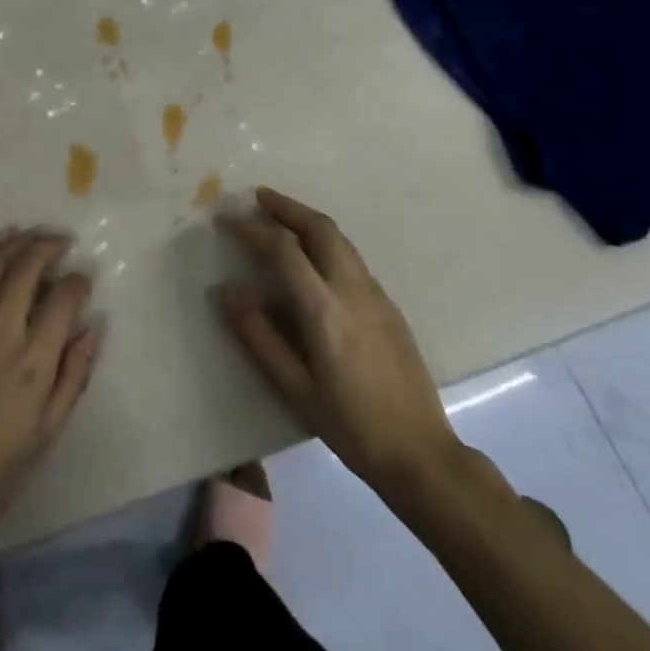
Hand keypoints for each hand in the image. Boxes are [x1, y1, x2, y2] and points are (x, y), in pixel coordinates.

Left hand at [0, 227, 97, 554]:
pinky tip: (2, 246)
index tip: (84, 282)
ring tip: (37, 235)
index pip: (63, 298)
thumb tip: (91, 329)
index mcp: (32, 361)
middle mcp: (1, 330)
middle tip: (64, 243)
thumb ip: (73, 376)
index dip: (79, 282)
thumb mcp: (47, 433)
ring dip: (19, 241)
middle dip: (50, 246)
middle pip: (27, 267)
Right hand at [218, 187, 458, 497]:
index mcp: (325, 311)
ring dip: (308, 219)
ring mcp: (376, 295)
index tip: (227, 222)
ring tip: (281, 216)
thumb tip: (230, 293)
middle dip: (287, 207)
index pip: (284, 251)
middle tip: (258, 197)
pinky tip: (313, 256)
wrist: (421, 453)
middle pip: (320, 228)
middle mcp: (353, 290)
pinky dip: (326, 240)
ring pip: (340, 239)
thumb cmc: (351, 427)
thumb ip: (261, 338)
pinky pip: (352, 257)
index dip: (253, 231)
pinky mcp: (389, 305)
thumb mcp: (296, 389)